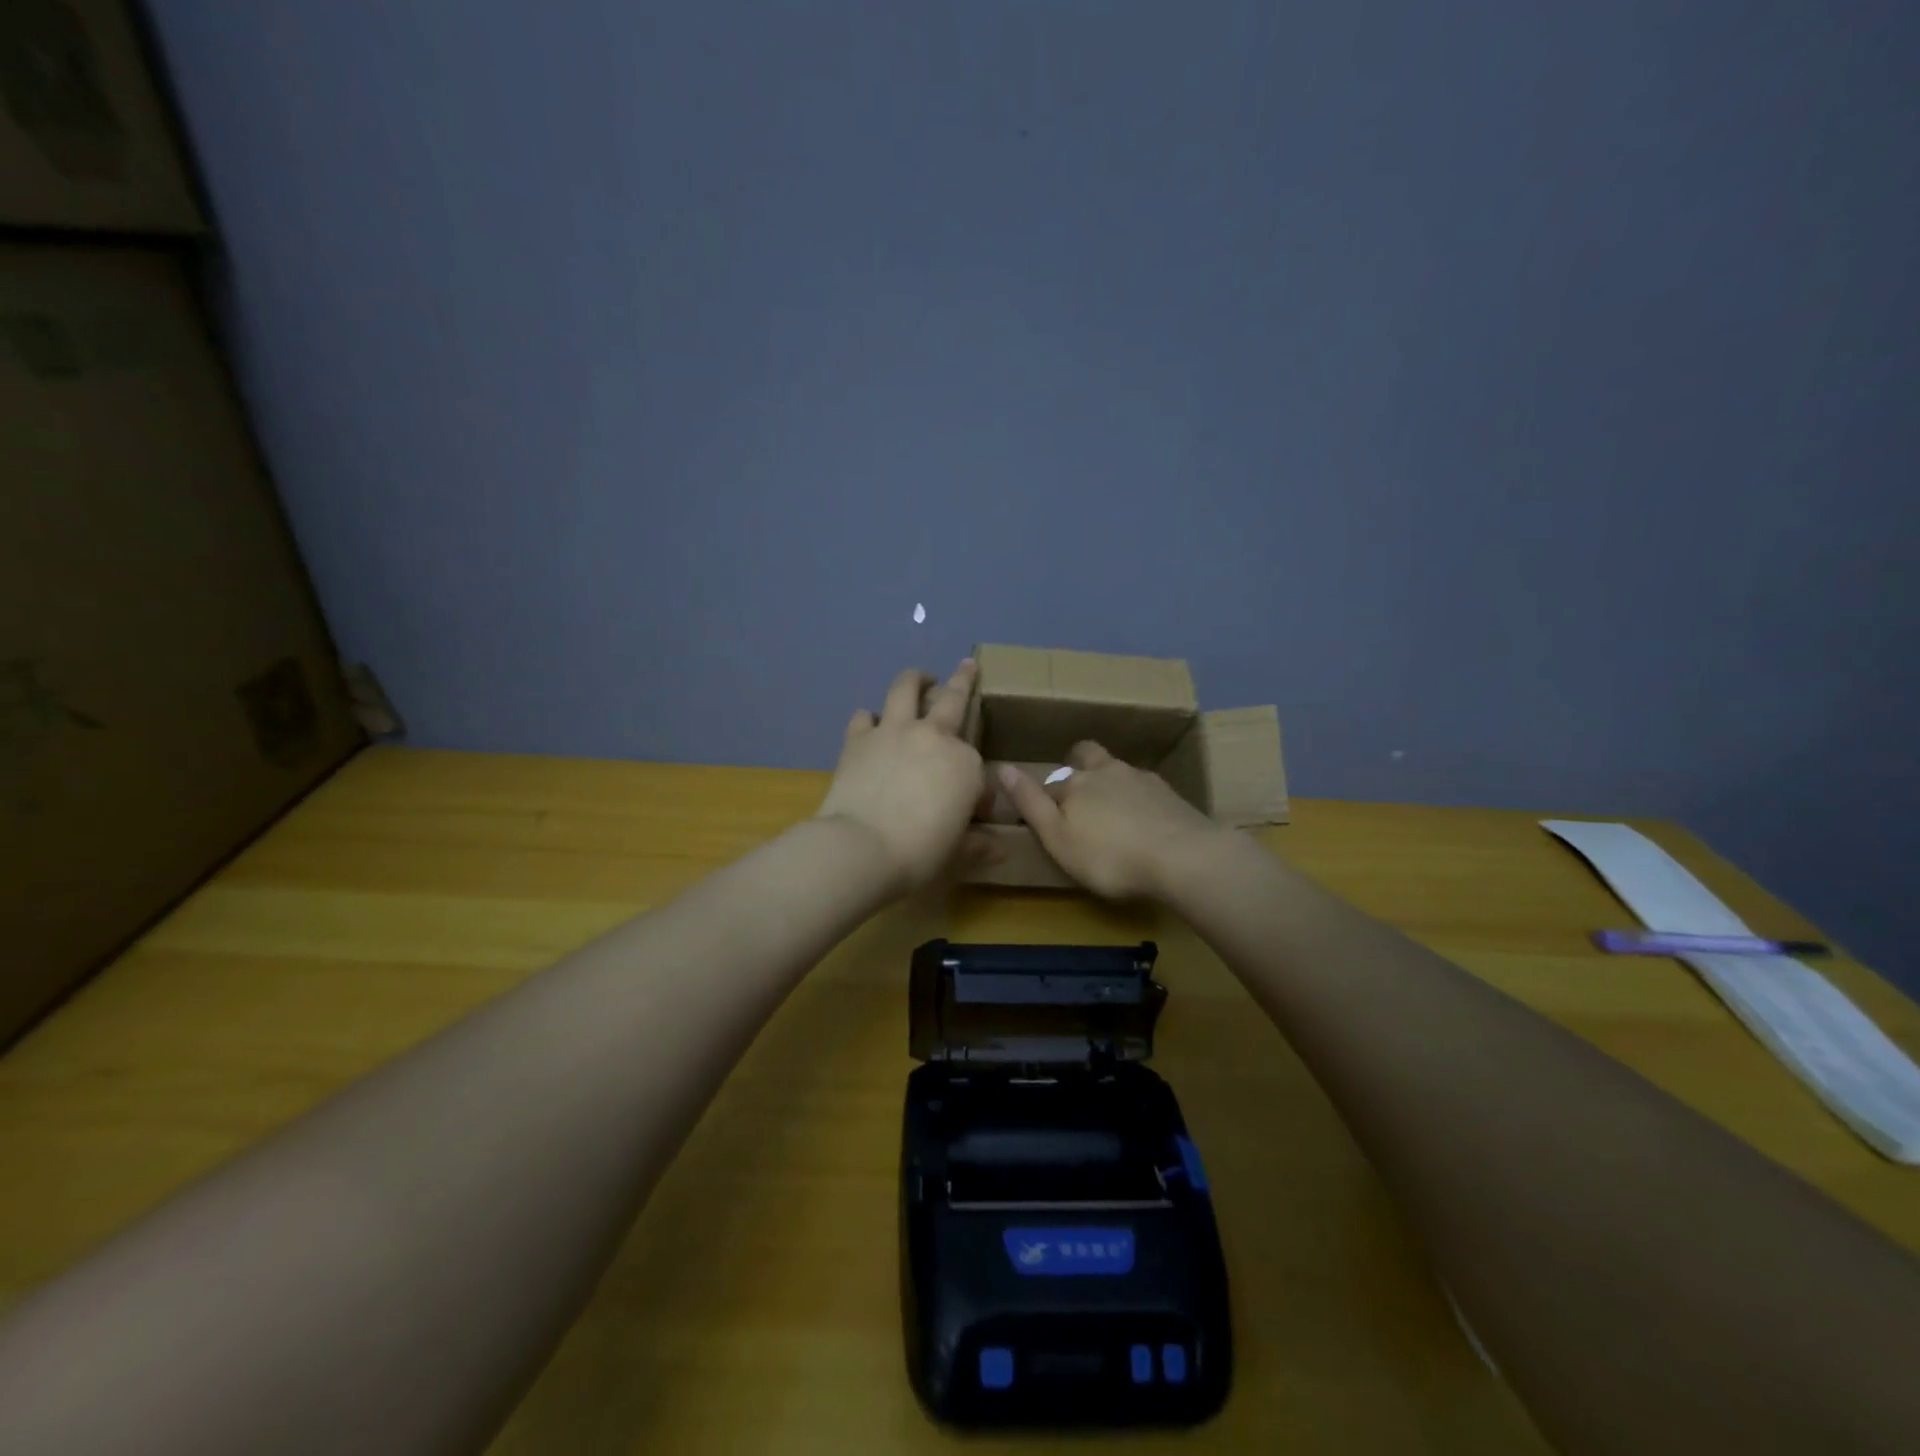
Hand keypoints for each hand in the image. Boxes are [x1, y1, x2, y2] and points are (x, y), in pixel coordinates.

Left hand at [815, 660, 987, 893]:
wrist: (861, 847)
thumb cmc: (919, 852)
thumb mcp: (956, 853)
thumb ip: (978, 845)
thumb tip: (999, 850)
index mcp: (965, 763)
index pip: (977, 767)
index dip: (977, 791)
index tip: (972, 813)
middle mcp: (933, 737)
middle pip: (953, 698)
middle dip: (964, 679)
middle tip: (968, 666)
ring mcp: (893, 732)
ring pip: (906, 688)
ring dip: (915, 679)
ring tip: (919, 678)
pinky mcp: (858, 739)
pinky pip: (865, 716)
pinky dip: (870, 718)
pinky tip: (870, 724)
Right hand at [996, 741, 1226, 899]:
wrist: (1184, 857)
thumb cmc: (1109, 856)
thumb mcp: (1058, 838)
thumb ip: (1030, 803)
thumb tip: (1002, 767)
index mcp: (1074, 783)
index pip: (1049, 783)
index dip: (1044, 796)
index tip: (1044, 814)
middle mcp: (1106, 771)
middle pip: (1087, 756)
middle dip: (1079, 765)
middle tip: (1078, 789)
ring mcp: (1141, 779)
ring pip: (1118, 769)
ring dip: (1112, 782)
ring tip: (1115, 811)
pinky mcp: (1170, 793)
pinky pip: (1146, 787)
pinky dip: (1140, 798)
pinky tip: (1146, 820)